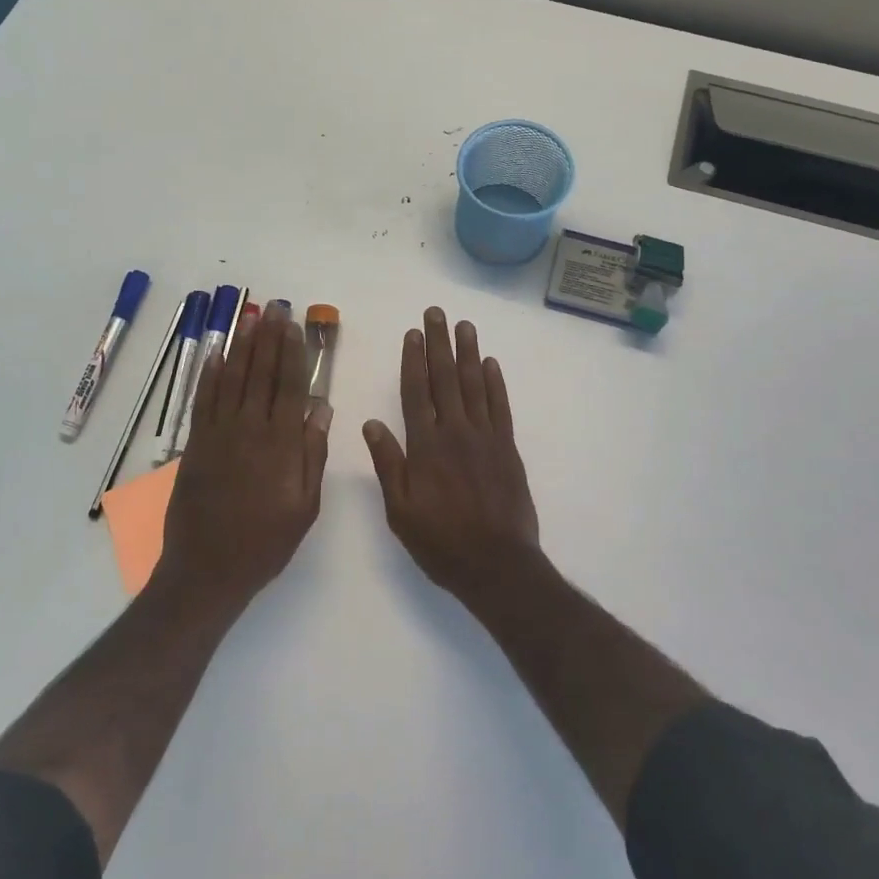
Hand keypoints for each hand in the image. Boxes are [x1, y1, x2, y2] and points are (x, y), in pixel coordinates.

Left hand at [158, 304, 330, 607]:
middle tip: (274, 308)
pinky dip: (209, 375)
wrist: (207, 570)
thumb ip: (313, 454)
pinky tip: (216, 354)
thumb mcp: (304, 506)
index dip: (293, 352)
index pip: (290, 386)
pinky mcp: (195, 444)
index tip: (294, 326)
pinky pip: (203, 401)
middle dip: (269, 338)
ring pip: (233, 380)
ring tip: (249, 318)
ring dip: (241, 347)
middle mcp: (250, 429)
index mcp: (282, 444)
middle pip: (261, 374)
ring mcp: (219, 434)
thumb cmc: (265, 542)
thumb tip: (322, 407)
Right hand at [363, 308, 540, 603]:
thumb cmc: (441, 542)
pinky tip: (491, 363)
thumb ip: (388, 464)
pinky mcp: (508, 448)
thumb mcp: (400, 511)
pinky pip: (501, 407)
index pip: (416, 392)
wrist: (498, 565)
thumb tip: (371, 422)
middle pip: (445, 378)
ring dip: (468, 353)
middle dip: (439, 343)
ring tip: (463, 326)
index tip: (412, 333)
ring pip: (474, 385)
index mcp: (425, 446)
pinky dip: (496, 383)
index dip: (413, 361)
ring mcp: (485, 437)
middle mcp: (454, 432)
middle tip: (436, 313)